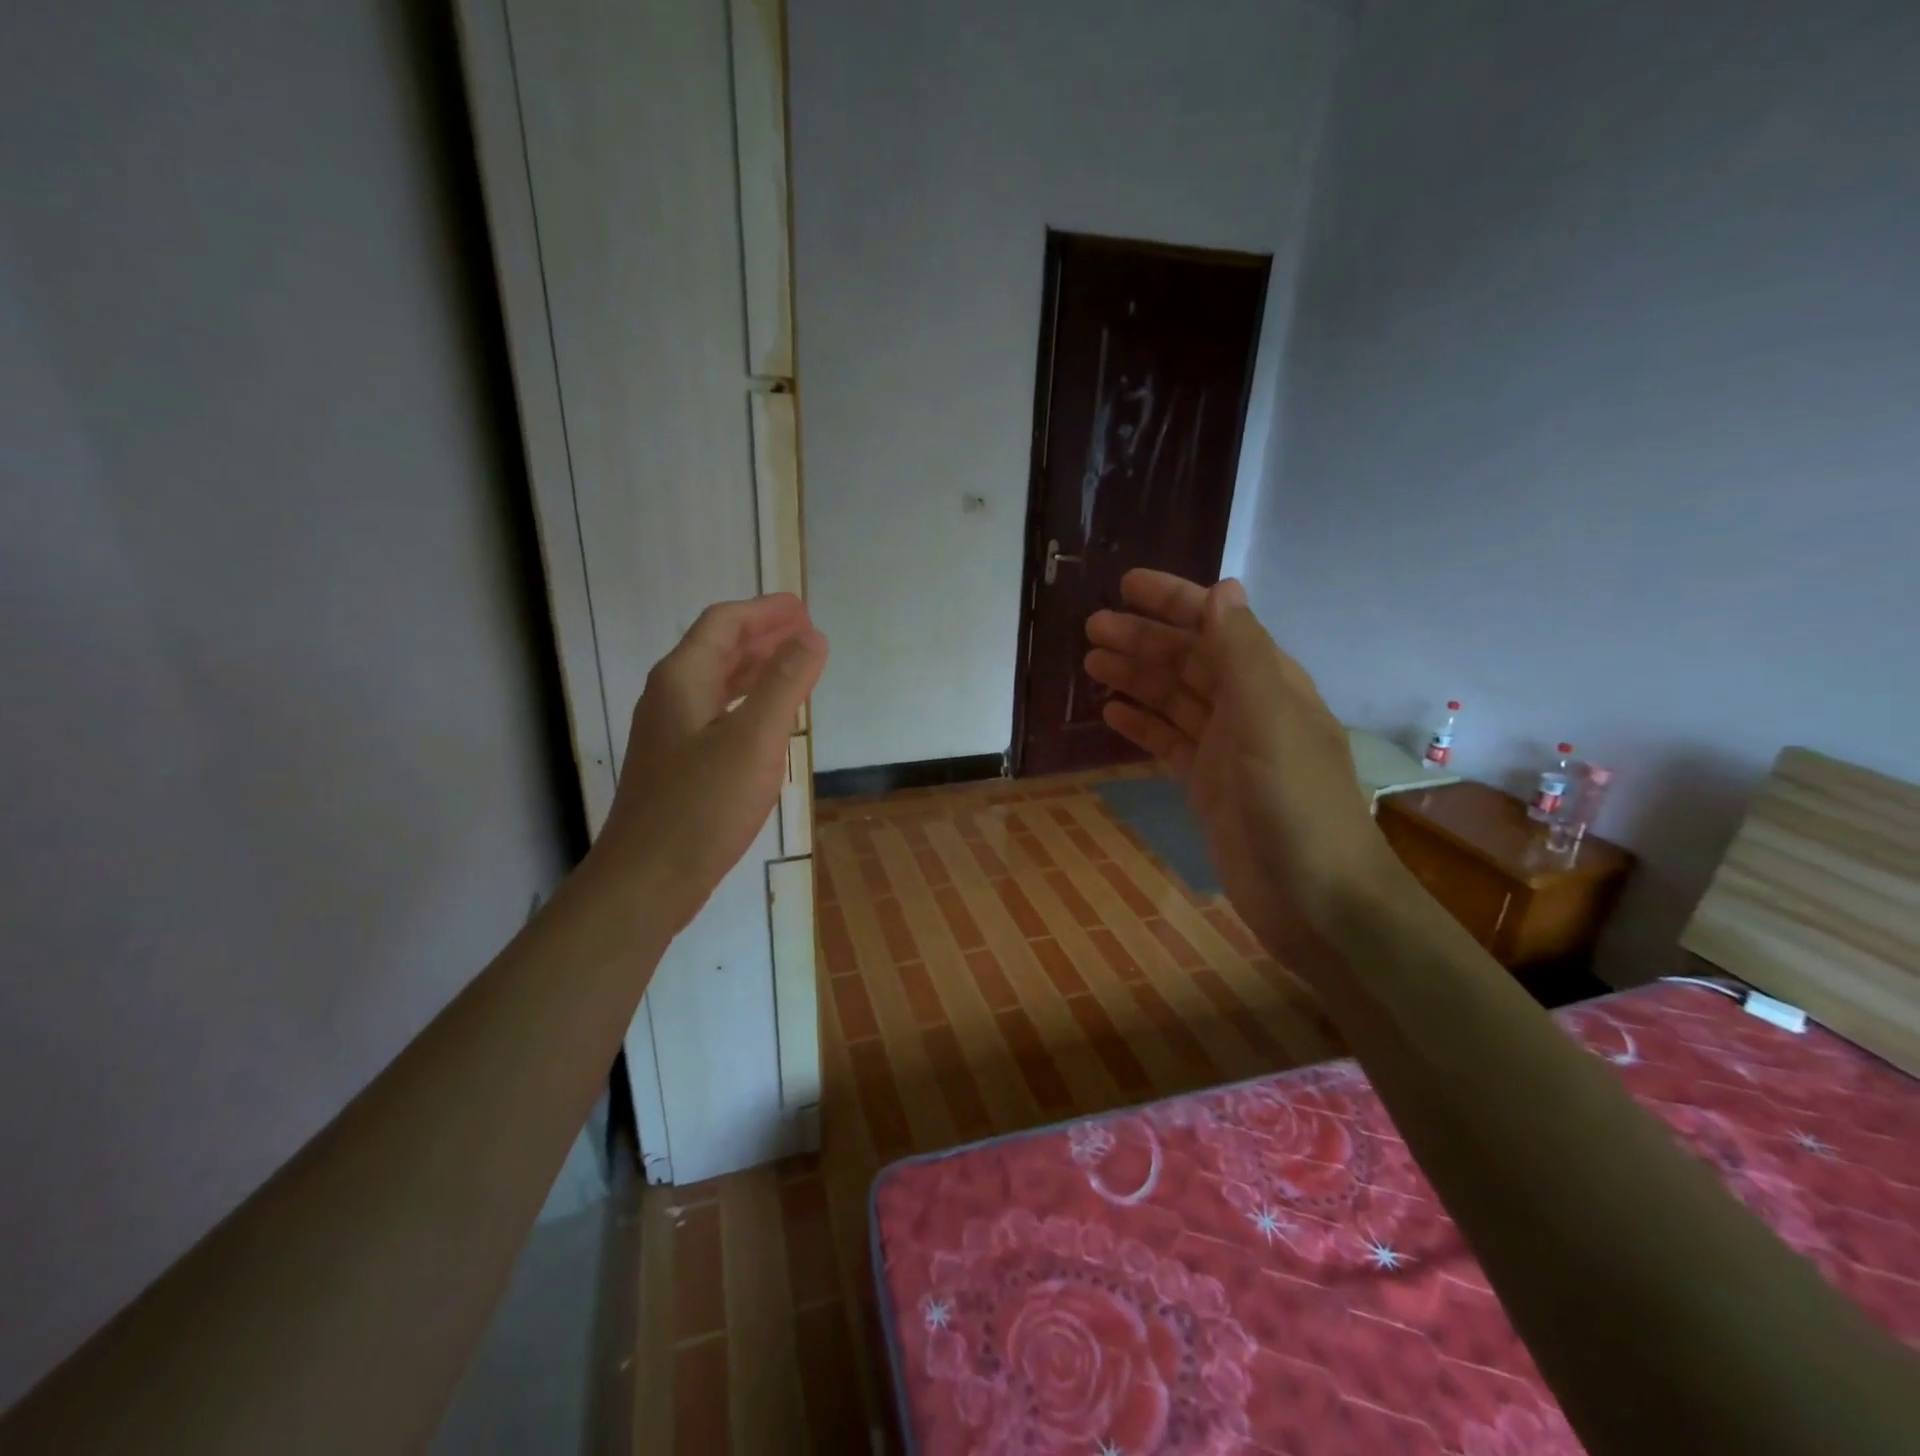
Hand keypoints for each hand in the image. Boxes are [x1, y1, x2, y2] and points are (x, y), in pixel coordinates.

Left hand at [592, 594, 826, 932]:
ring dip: (756, 668)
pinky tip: (768, 722)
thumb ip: (785, 683)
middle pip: (718, 649)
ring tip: (795, 666)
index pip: (724, 624)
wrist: (648, 879)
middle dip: (763, 635)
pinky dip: (748, 703)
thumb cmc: (702, 806)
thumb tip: (813, 637)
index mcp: (683, 679)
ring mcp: (670, 732)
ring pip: (718, 683)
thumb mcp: (754, 739)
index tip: (804, 609)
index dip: (765, 611)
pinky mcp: (678, 763)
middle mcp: (670, 697)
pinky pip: (718, 714)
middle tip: (806, 633)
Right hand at [1084, 571, 1388, 976]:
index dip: (1173, 601)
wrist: (1317, 901)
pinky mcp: (1208, 787)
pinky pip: (1169, 743)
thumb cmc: (1295, 806)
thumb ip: (1242, 656)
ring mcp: (1227, 750)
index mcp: (1269, 683)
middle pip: (1188, 661)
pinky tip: (1113, 715)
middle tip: (1091, 630)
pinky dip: (1143, 725)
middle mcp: (1248, 709)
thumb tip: (1222, 588)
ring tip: (1091, 664)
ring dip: (1137, 678)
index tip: (1125, 586)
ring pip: (1174, 700)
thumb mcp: (1269, 722)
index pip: (1216, 626)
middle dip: (1143, 640)